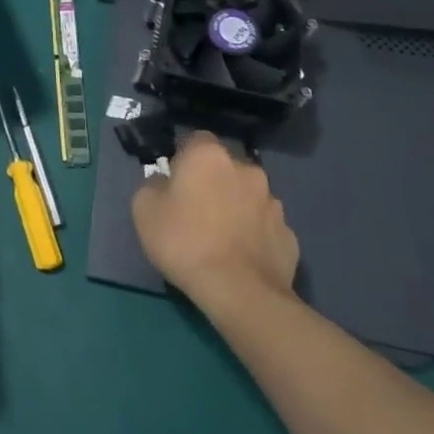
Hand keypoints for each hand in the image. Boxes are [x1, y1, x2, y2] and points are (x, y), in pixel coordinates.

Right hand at [132, 130, 299, 302]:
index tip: (174, 181)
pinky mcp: (289, 235)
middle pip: (225, 167)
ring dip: (236, 207)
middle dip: (213, 181)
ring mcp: (273, 203)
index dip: (183, 158)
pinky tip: (241, 257)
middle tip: (195, 209)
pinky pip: (264, 227)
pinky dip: (254, 235)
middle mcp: (247, 169)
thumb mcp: (144, 208)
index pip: (195, 140)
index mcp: (209, 156)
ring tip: (221, 237)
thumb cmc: (184, 241)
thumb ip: (153, 185)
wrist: (240, 293)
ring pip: (248, 196)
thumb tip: (165, 183)